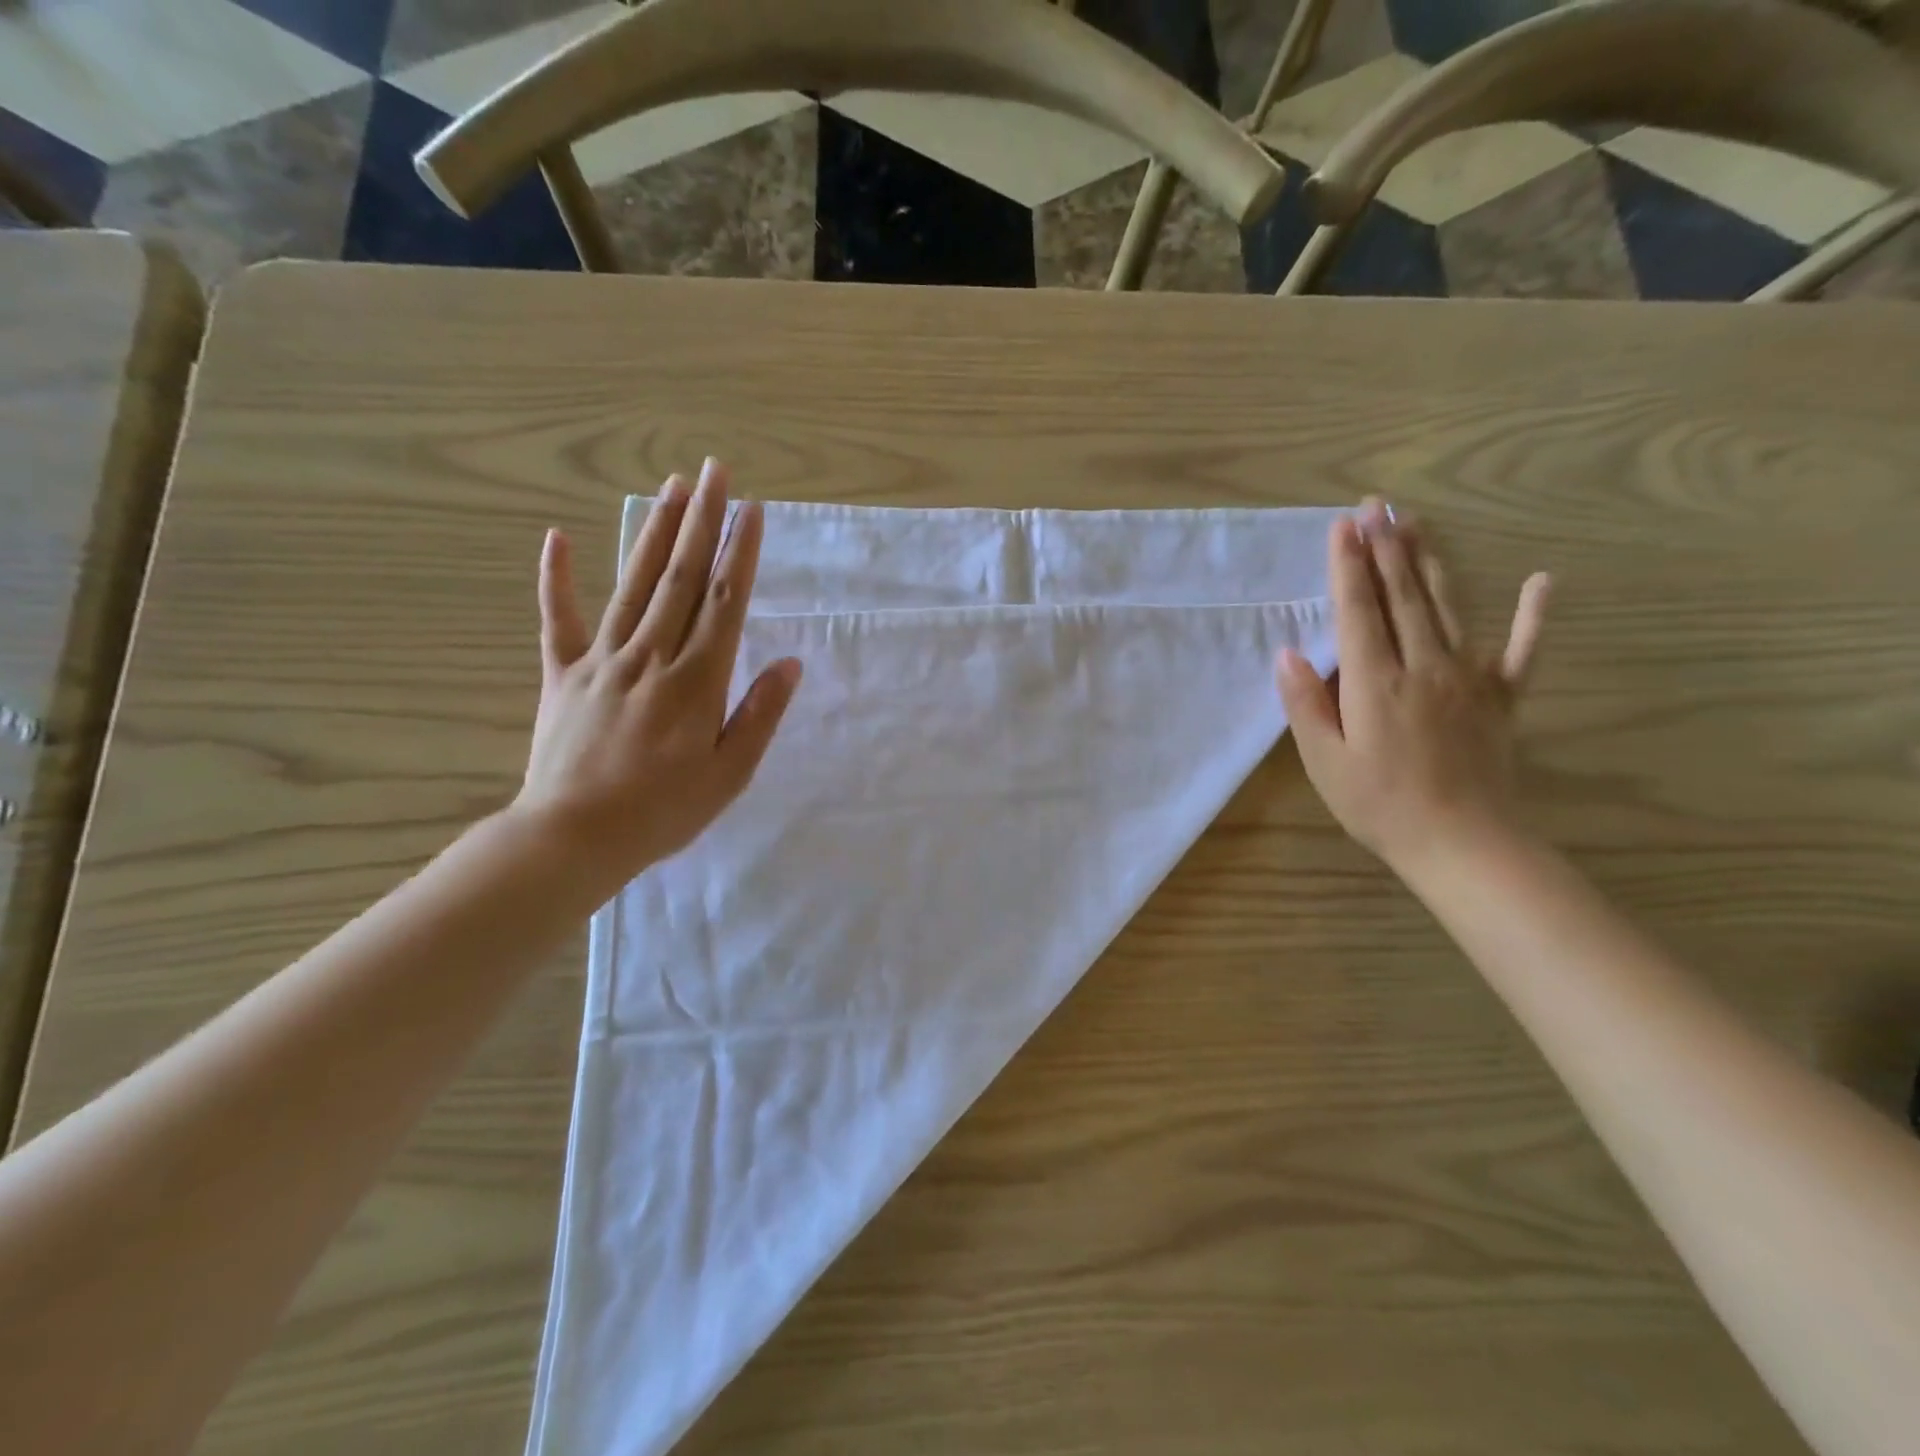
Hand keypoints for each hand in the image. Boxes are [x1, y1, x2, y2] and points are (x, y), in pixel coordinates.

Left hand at [512, 460, 801, 883]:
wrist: (574, 837)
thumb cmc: (664, 810)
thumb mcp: (730, 773)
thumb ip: (760, 714)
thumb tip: (790, 663)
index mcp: (697, 679)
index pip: (725, 601)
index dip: (740, 552)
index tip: (751, 510)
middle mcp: (651, 654)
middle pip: (681, 577)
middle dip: (701, 521)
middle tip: (714, 471)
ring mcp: (602, 659)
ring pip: (633, 583)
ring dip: (654, 532)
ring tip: (671, 487)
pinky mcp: (562, 674)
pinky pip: (558, 618)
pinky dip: (557, 577)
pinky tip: (557, 537)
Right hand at [1276, 500, 1549, 874]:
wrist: (1462, 843)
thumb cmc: (1379, 804)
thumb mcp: (1324, 761)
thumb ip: (1306, 704)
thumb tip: (1288, 654)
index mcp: (1375, 682)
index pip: (1359, 611)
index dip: (1348, 566)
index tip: (1343, 526)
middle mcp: (1423, 665)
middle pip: (1402, 596)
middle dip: (1386, 547)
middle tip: (1378, 505)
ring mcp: (1468, 678)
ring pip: (1448, 607)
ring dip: (1429, 562)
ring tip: (1416, 523)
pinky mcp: (1501, 697)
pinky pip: (1520, 650)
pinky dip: (1533, 615)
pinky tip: (1541, 581)